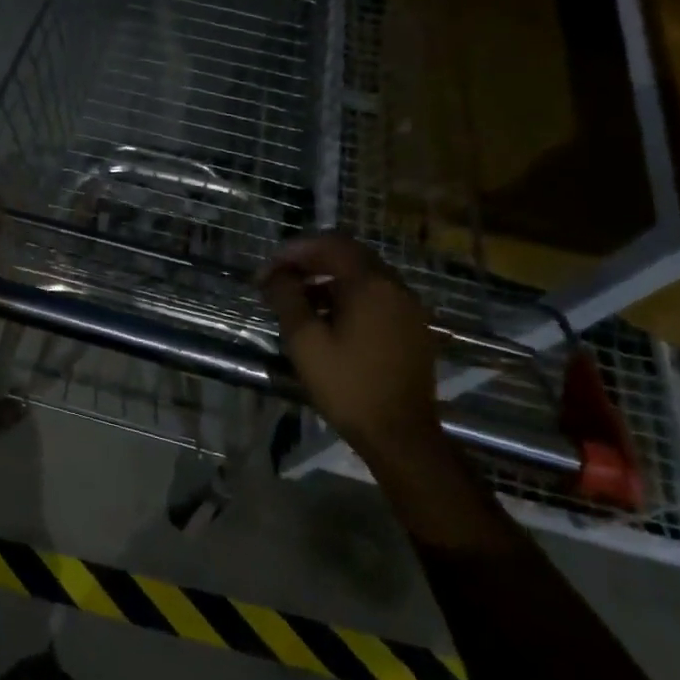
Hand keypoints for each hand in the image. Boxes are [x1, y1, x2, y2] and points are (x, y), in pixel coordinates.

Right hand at [260, 233, 438, 451]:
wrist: (400, 434)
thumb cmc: (347, 385)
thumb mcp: (304, 340)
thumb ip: (287, 298)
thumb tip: (274, 274)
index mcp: (370, 284)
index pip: (329, 245)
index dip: (294, 251)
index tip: (267, 271)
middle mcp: (395, 287)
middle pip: (349, 256)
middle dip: (310, 262)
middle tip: (279, 280)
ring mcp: (408, 308)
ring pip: (363, 277)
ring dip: (328, 280)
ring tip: (298, 301)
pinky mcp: (412, 329)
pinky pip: (376, 298)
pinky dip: (348, 297)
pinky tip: (327, 321)